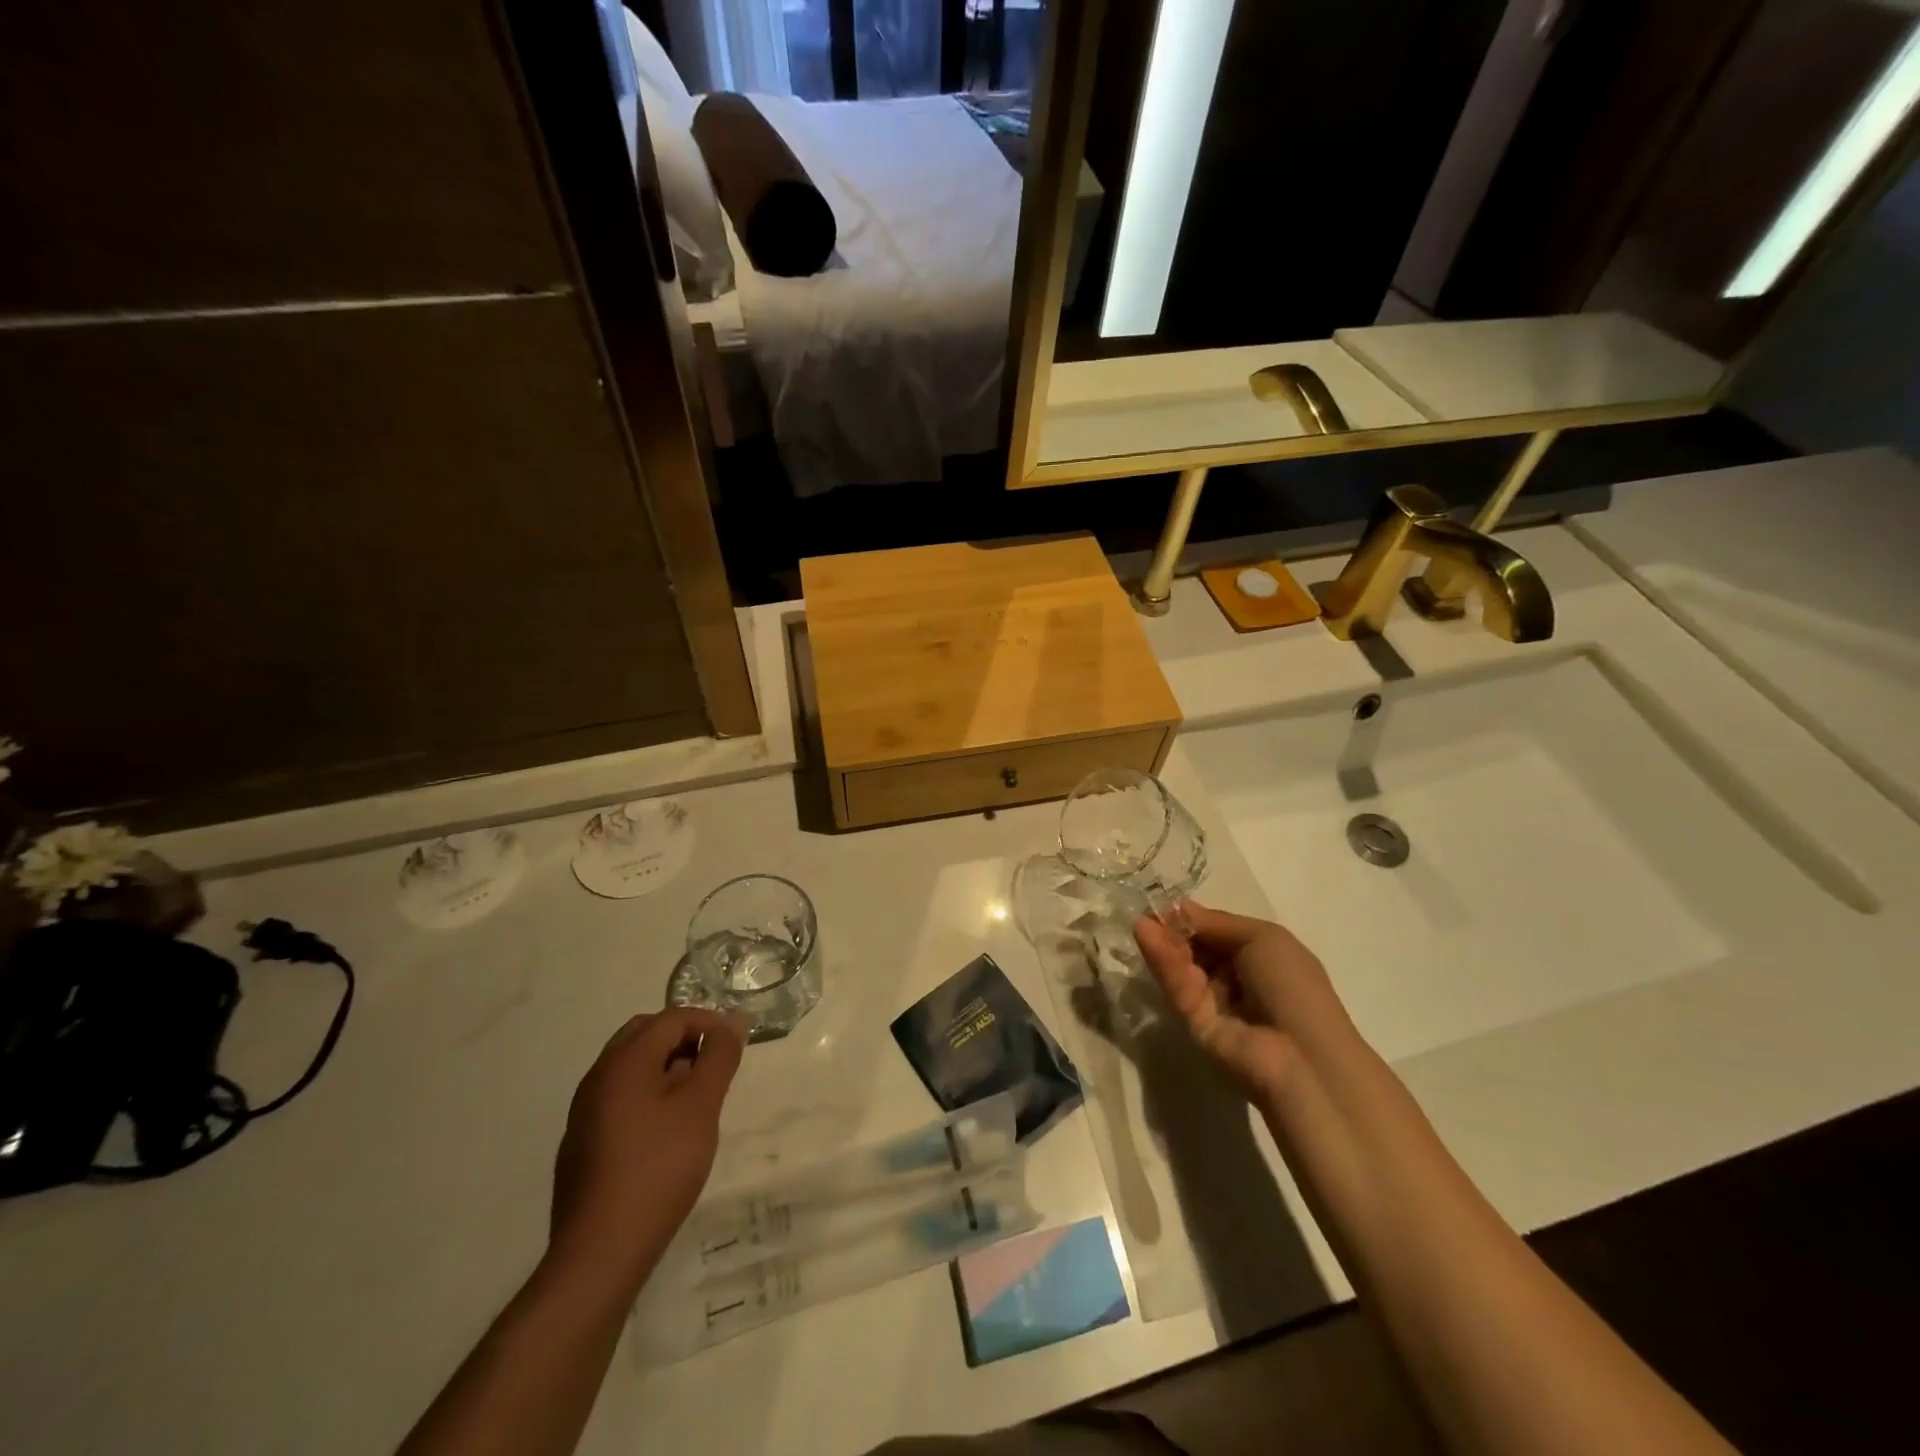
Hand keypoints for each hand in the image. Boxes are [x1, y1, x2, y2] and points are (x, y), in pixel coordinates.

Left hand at [549, 1009, 744, 1291]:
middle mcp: (597, 1077)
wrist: (599, 1253)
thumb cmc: (658, 1168)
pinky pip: (620, 1097)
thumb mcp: (701, 1107)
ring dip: (666, 1066)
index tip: (736, 1045)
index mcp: (623, 1062)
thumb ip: (718, 1057)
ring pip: (631, 1067)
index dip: (709, 1022)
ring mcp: (585, 1112)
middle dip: (684, 1039)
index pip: (671, 1018)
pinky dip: (648, 1094)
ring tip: (697, 1099)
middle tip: (714, 1065)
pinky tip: (667, 1131)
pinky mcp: (583, 1144)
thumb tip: (731, 1023)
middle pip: (645, 1035)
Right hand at [1133, 903, 1356, 1102]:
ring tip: (1142, 923)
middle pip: (1196, 947)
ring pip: (1183, 965)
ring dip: (1164, 943)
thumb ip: (1215, 922)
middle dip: (1173, 928)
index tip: (1165, 902)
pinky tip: (1146, 936)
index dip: (1193, 917)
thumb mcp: (1263, 938)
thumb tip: (1179, 907)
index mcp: (1260, 955)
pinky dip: (1163, 962)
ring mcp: (1214, 1001)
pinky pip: (1178, 987)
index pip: (1216, 931)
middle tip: (1149, 912)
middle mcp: (1236, 977)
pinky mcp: (1194, 1022)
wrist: (1303, 1056)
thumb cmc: (1293, 986)